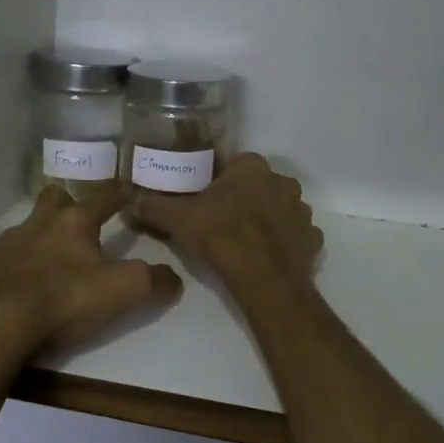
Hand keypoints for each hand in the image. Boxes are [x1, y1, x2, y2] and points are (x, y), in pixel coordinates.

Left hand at [0, 184, 182, 362]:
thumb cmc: (64, 300)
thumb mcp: (122, 292)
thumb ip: (153, 281)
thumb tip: (174, 279)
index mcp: (75, 221)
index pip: (105, 197)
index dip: (121, 193)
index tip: (129, 189)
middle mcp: (40, 222)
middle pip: (56, 198)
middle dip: (69, 205)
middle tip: (80, 226)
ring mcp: (7, 242)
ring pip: (28, 226)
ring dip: (41, 236)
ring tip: (50, 262)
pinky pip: (2, 256)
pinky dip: (14, 264)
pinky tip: (19, 285)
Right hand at [131, 153, 322, 291]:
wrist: (261, 277)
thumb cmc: (219, 235)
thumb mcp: (177, 218)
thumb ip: (153, 205)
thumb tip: (130, 200)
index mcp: (252, 167)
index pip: (234, 166)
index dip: (219, 183)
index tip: (206, 201)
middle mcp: (282, 182)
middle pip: (259, 186)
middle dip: (245, 200)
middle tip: (223, 222)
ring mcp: (302, 211)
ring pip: (280, 210)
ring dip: (267, 221)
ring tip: (245, 242)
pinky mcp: (313, 240)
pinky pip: (296, 237)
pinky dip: (284, 244)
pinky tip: (267, 257)